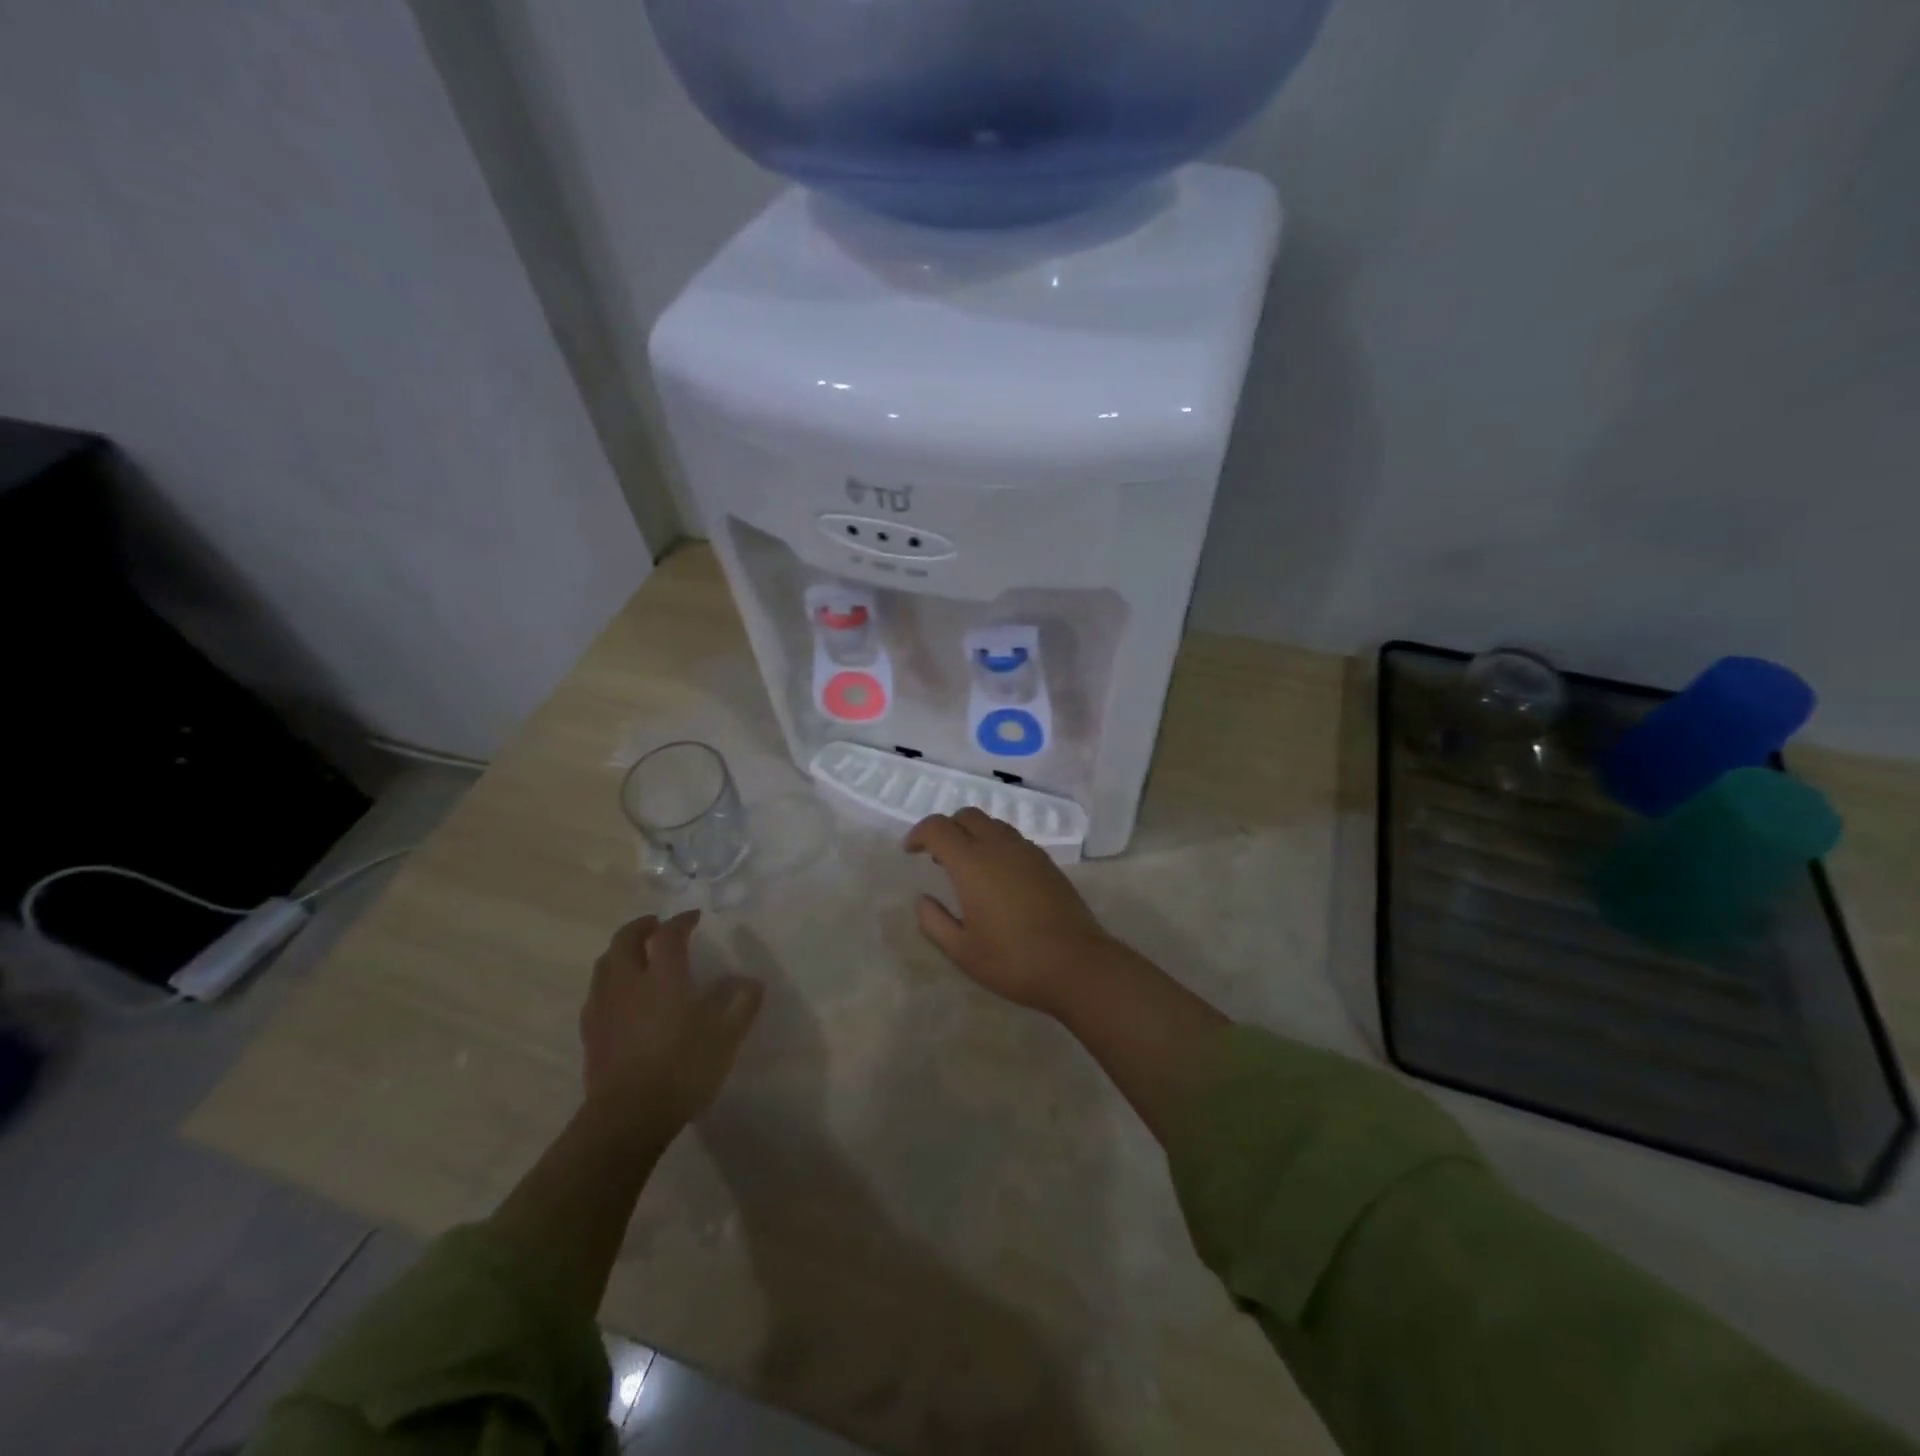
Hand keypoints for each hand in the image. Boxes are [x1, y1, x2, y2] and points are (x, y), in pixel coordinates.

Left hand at [580, 910, 763, 1133]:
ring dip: (620, 952)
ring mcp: (604, 1007)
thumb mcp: (726, 1035)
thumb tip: (749, 981)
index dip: (682, 921)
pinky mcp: (591, 1034)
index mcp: (664, 976)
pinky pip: (596, 994)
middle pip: (625, 940)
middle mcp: (629, 982)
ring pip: (605, 965)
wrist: (628, 1117)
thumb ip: (741, 1003)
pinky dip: (609, 982)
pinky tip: (620, 997)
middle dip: (641, 927)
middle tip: (656, 926)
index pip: (669, 935)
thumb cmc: (683, 1068)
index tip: (694, 917)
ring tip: (635, 956)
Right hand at [904, 808, 1116, 1014]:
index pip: (938, 827)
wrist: (1076, 964)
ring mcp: (1027, 851)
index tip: (910, 852)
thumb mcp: (962, 951)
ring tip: (967, 867)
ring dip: (973, 834)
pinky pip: (1013, 839)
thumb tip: (923, 899)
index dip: (919, 833)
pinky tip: (997, 877)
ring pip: (993, 824)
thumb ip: (934, 921)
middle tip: (937, 857)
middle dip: (946, 828)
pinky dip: (995, 844)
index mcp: (972, 863)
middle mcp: (999, 846)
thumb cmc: (1013, 961)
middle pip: (967, 816)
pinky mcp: (1046, 862)